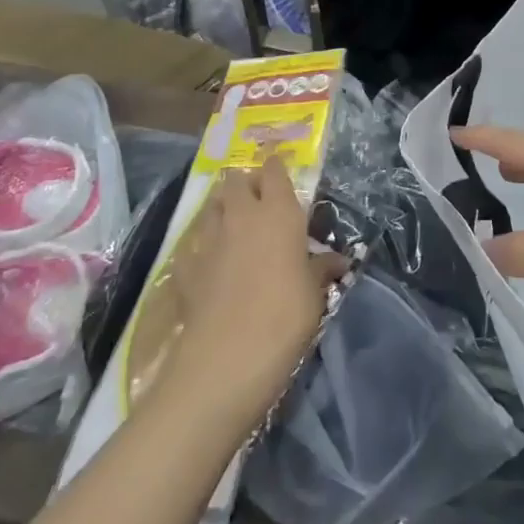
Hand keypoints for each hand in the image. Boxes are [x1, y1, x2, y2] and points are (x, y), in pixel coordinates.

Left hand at [166, 156, 347, 428]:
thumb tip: (338, 260)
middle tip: (257, 198)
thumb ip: (322, 268)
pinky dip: (202, 248)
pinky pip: (194, 245)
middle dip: (245, 182)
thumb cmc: (285, 316)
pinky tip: (208, 263)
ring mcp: (209, 239)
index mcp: (278, 212)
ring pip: (212, 207)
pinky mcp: (185, 267)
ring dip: (222, 209)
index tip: (280, 166)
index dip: (276, 165)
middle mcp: (241, 215)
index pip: (274, 170)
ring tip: (233, 224)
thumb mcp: (315, 292)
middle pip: (236, 180)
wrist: (226, 358)